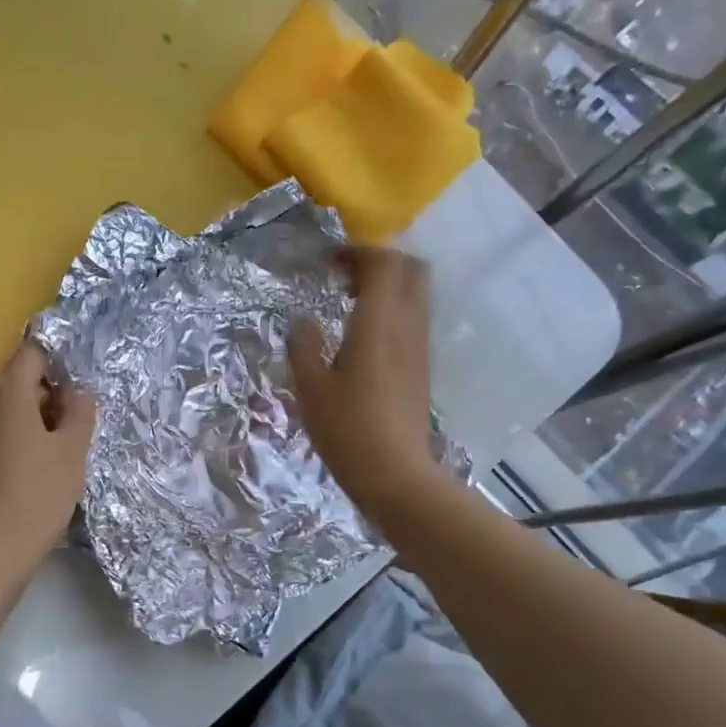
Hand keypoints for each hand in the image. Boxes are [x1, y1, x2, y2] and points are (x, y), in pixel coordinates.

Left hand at [0, 340, 96, 570]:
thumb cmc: (39, 493)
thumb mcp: (74, 450)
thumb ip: (80, 409)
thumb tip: (76, 392)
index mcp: (6, 390)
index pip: (34, 354)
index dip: (59, 367)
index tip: (76, 394)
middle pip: (16, 380)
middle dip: (44, 395)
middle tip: (70, 428)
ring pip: (0, 406)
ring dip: (25, 417)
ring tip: (47, 451)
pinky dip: (6, 436)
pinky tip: (22, 467)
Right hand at [288, 247, 436, 521]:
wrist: (396, 474)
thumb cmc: (347, 427)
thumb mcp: (310, 386)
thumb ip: (304, 345)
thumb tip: (303, 322)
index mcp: (379, 321)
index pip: (383, 262)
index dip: (357, 252)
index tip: (328, 262)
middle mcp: (408, 325)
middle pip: (410, 269)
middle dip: (379, 262)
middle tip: (344, 276)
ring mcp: (420, 346)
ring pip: (416, 295)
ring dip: (387, 287)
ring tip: (349, 304)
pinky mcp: (422, 367)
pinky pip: (413, 319)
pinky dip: (392, 311)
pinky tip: (363, 337)